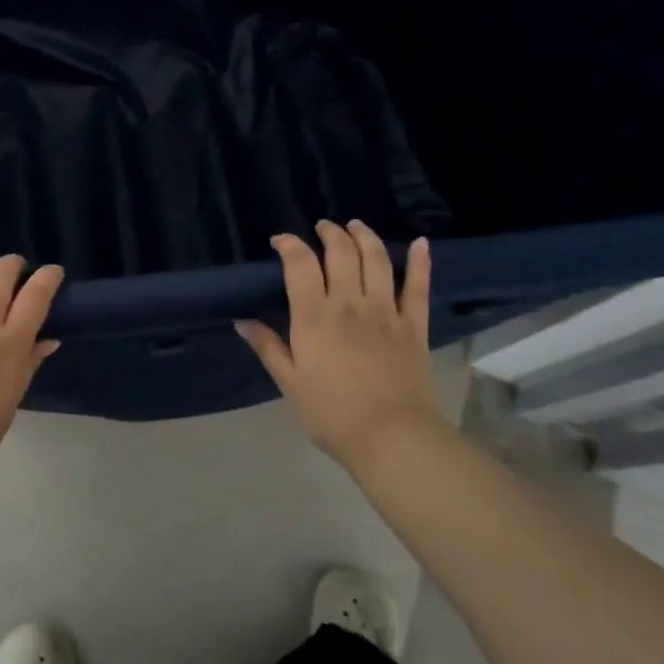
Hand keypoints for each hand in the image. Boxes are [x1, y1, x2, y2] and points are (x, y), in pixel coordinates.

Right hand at [236, 221, 440, 468]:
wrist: (392, 437)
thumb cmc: (332, 413)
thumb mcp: (289, 383)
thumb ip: (268, 347)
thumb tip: (242, 321)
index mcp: (314, 317)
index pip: (300, 264)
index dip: (289, 244)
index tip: (280, 241)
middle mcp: (349, 304)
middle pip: (341, 253)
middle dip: (329, 233)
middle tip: (322, 228)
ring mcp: (386, 312)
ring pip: (377, 260)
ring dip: (365, 237)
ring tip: (355, 226)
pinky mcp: (414, 326)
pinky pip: (419, 287)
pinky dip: (421, 262)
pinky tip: (421, 243)